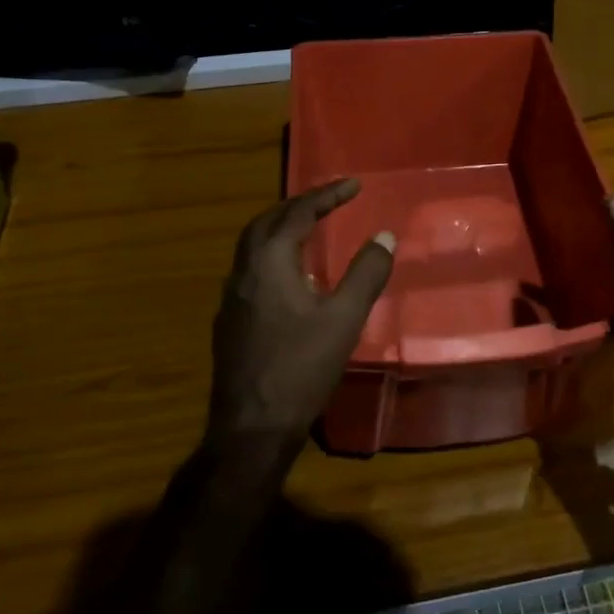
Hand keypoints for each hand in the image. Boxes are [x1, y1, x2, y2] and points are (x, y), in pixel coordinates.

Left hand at [207, 179, 394, 462]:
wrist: (252, 428)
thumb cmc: (301, 368)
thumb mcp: (344, 319)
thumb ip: (365, 274)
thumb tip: (383, 236)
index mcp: (270, 263)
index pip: (298, 214)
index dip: (326, 195)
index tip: (354, 184)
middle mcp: (243, 272)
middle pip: (266, 222)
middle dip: (297, 205)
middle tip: (327, 200)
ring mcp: (231, 298)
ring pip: (253, 246)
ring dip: (281, 229)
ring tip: (311, 230)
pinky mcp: (229, 321)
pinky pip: (250, 270)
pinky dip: (273, 256)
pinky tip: (291, 279)